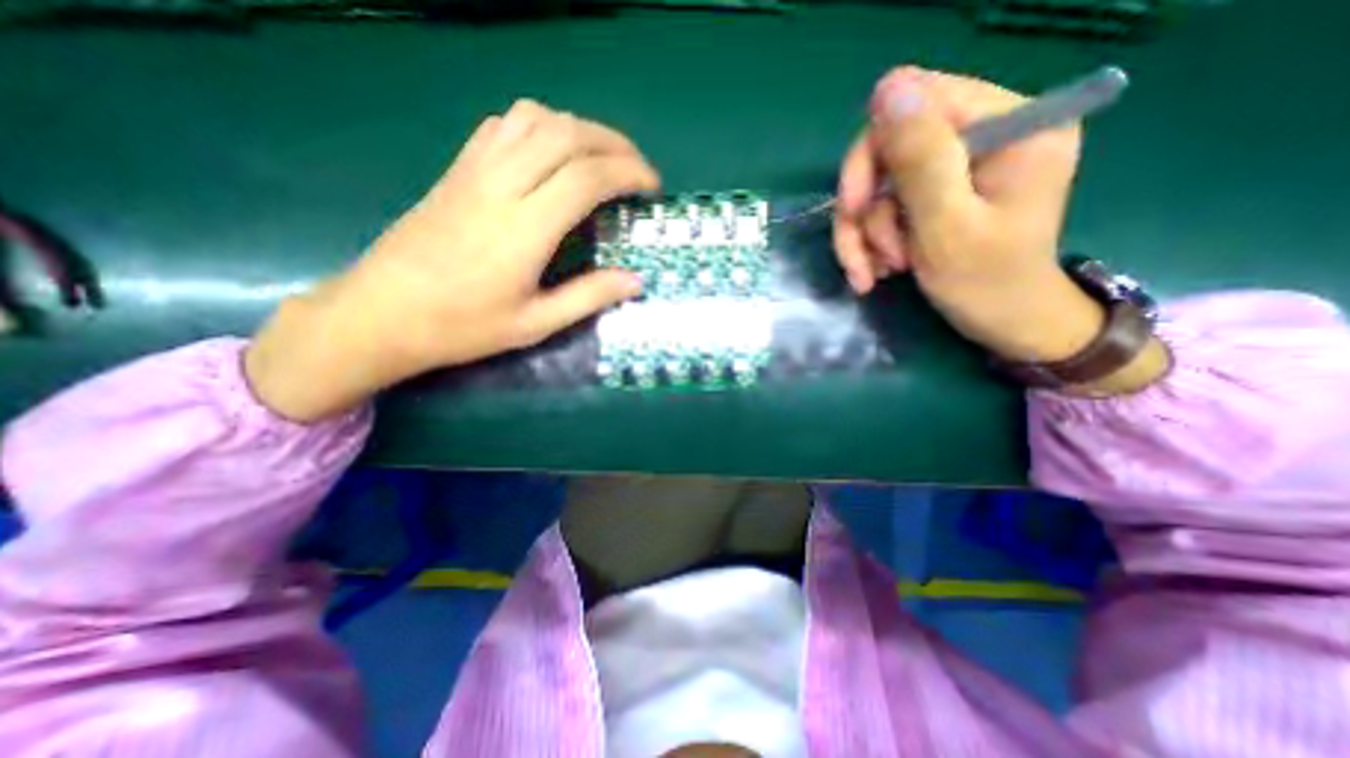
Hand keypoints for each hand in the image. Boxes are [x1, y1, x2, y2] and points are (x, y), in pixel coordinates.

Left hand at [248, 97, 662, 419]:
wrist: (382, 314)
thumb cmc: (463, 327)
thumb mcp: (535, 324)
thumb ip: (588, 297)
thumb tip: (635, 281)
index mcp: (525, 228)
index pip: (587, 177)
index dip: (628, 173)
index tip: (651, 186)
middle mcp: (501, 186)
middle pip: (566, 135)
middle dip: (613, 143)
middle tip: (636, 167)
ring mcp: (474, 170)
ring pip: (534, 119)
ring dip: (578, 128)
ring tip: (601, 156)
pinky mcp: (456, 169)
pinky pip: (503, 125)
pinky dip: (540, 126)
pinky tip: (551, 151)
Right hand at [836, 68, 1107, 364]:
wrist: (1004, 323)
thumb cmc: (987, 284)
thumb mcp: (950, 227)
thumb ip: (922, 160)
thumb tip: (887, 90)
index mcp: (1012, 123)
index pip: (917, 104)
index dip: (872, 155)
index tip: (854, 208)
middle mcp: (985, 133)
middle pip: (888, 147)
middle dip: (865, 208)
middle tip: (860, 256)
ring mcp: (957, 166)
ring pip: (877, 186)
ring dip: (864, 235)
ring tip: (873, 273)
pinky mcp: (936, 194)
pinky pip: (881, 208)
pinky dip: (869, 242)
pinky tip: (875, 271)